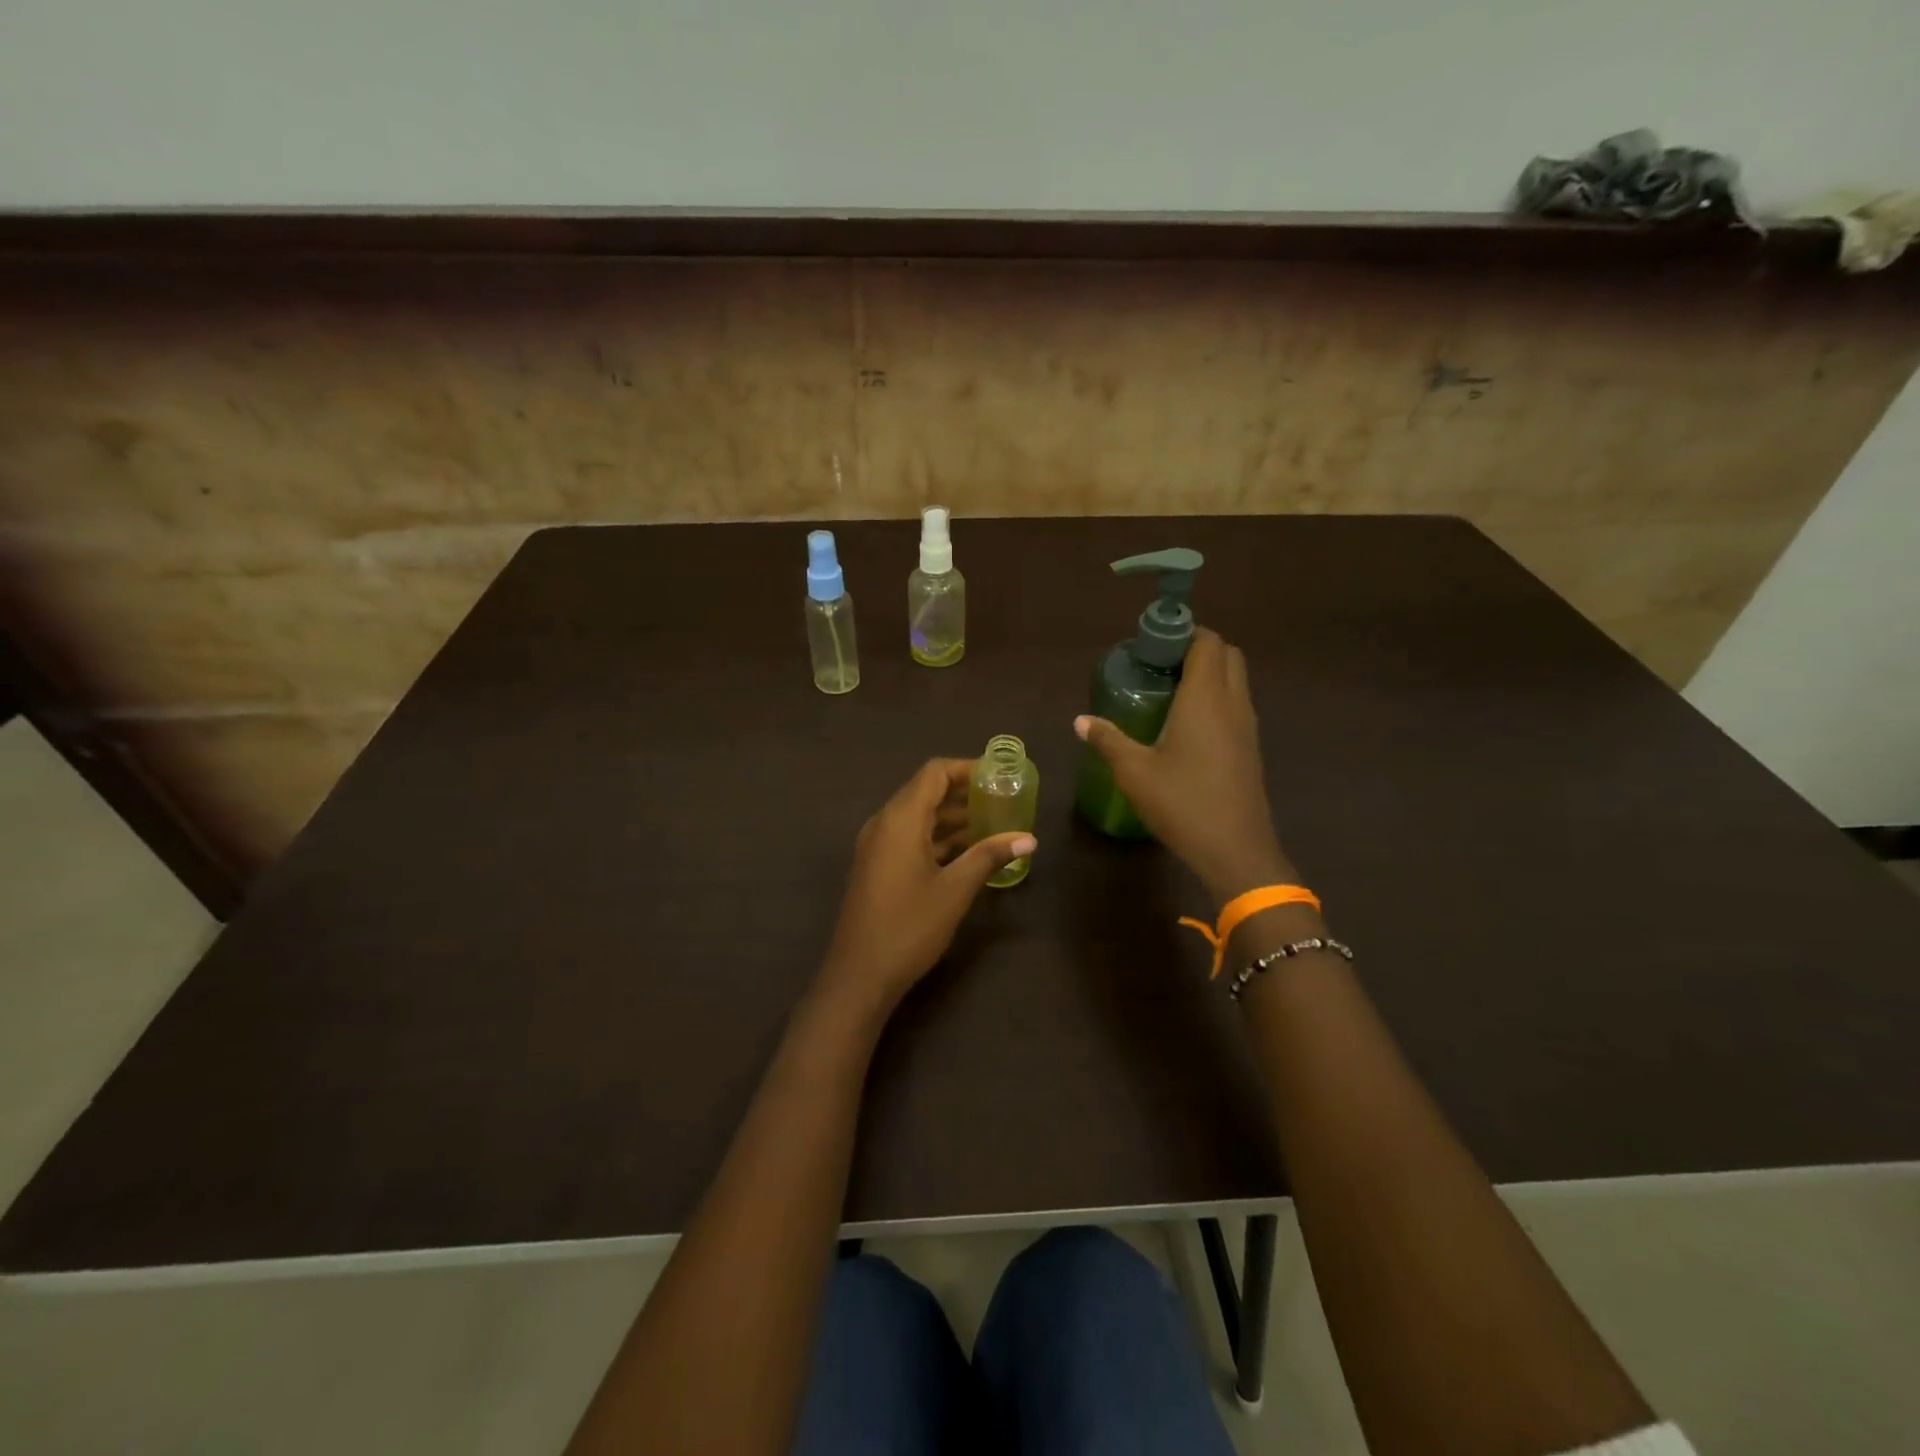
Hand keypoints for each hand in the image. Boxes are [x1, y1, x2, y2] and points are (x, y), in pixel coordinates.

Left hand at [816, 759, 1036, 1016]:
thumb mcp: (955, 889)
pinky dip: (937, 837)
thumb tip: (1029, 838)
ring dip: (952, 817)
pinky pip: (910, 836)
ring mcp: (877, 845)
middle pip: (925, 791)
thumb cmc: (909, 926)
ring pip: (918, 816)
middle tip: (1002, 799)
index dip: (967, 769)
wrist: (859, 974)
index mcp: (900, 819)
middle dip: (964, 793)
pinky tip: (967, 852)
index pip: (934, 773)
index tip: (999, 776)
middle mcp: (884, 823)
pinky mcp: (877, 866)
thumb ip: (990, 856)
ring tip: (993, 824)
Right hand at [1075, 628, 1293, 905]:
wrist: (1235, 850)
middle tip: (1159, 664)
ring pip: (1235, 680)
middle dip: (1197, 648)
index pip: (1207, 642)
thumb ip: (1108, 739)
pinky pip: (1235, 704)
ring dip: (1208, 673)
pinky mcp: (1250, 748)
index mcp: (1206, 698)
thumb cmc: (1183, 803)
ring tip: (1167, 689)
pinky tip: (1184, 723)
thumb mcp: (1134, 771)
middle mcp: (1233, 703)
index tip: (1152, 643)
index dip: (1183, 632)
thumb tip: (1080, 720)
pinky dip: (1215, 698)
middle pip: (1227, 655)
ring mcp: (1247, 726)